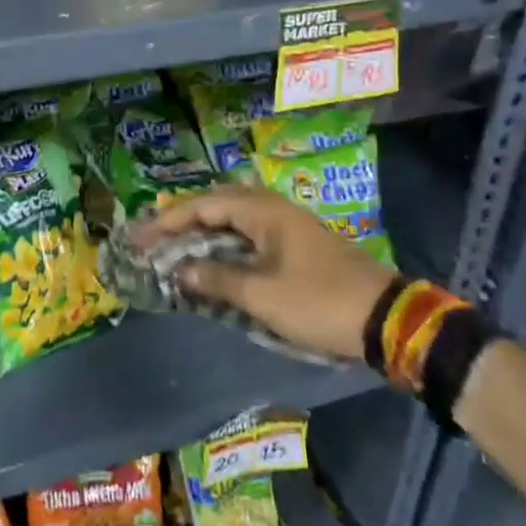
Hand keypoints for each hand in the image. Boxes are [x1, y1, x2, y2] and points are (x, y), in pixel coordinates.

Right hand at [136, 184, 397, 361]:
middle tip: (151, 236)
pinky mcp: (296, 246)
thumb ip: (217, 279)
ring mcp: (287, 227)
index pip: (203, 205)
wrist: (387, 320)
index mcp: (263, 212)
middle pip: (216, 205)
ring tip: (173, 245)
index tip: (138, 236)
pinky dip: (223, 244)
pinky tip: (211, 260)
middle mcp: (273, 210)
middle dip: (181, 219)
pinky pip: (248, 235)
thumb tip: (180, 270)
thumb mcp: (262, 295)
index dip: (167, 220)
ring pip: (233, 220)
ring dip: (202, 231)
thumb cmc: (319, 302)